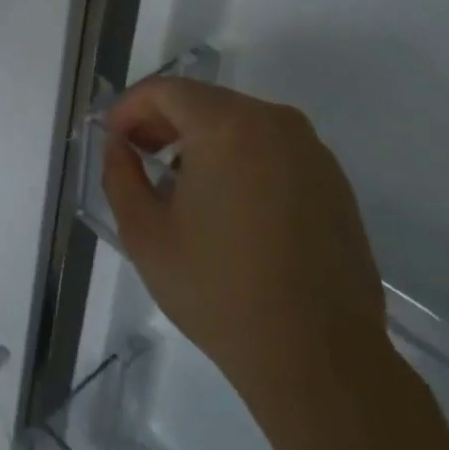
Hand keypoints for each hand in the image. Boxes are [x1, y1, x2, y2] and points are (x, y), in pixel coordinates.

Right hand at [103, 77, 393, 447]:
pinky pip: (273, 149)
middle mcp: (275, 123)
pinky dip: (240, 159)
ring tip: (181, 186)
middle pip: (205, 101)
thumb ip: (119, 175)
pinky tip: (229, 207)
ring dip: (202, 140)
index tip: (114, 139)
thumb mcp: (144, 234)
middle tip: (139, 158)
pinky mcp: (334, 182)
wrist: (319, 358)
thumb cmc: (219, 291)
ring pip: (240, 123)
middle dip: (164, 122)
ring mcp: (312, 152)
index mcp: (227, 126)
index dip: (130, 108)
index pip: (166, 91)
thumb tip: (119, 145)